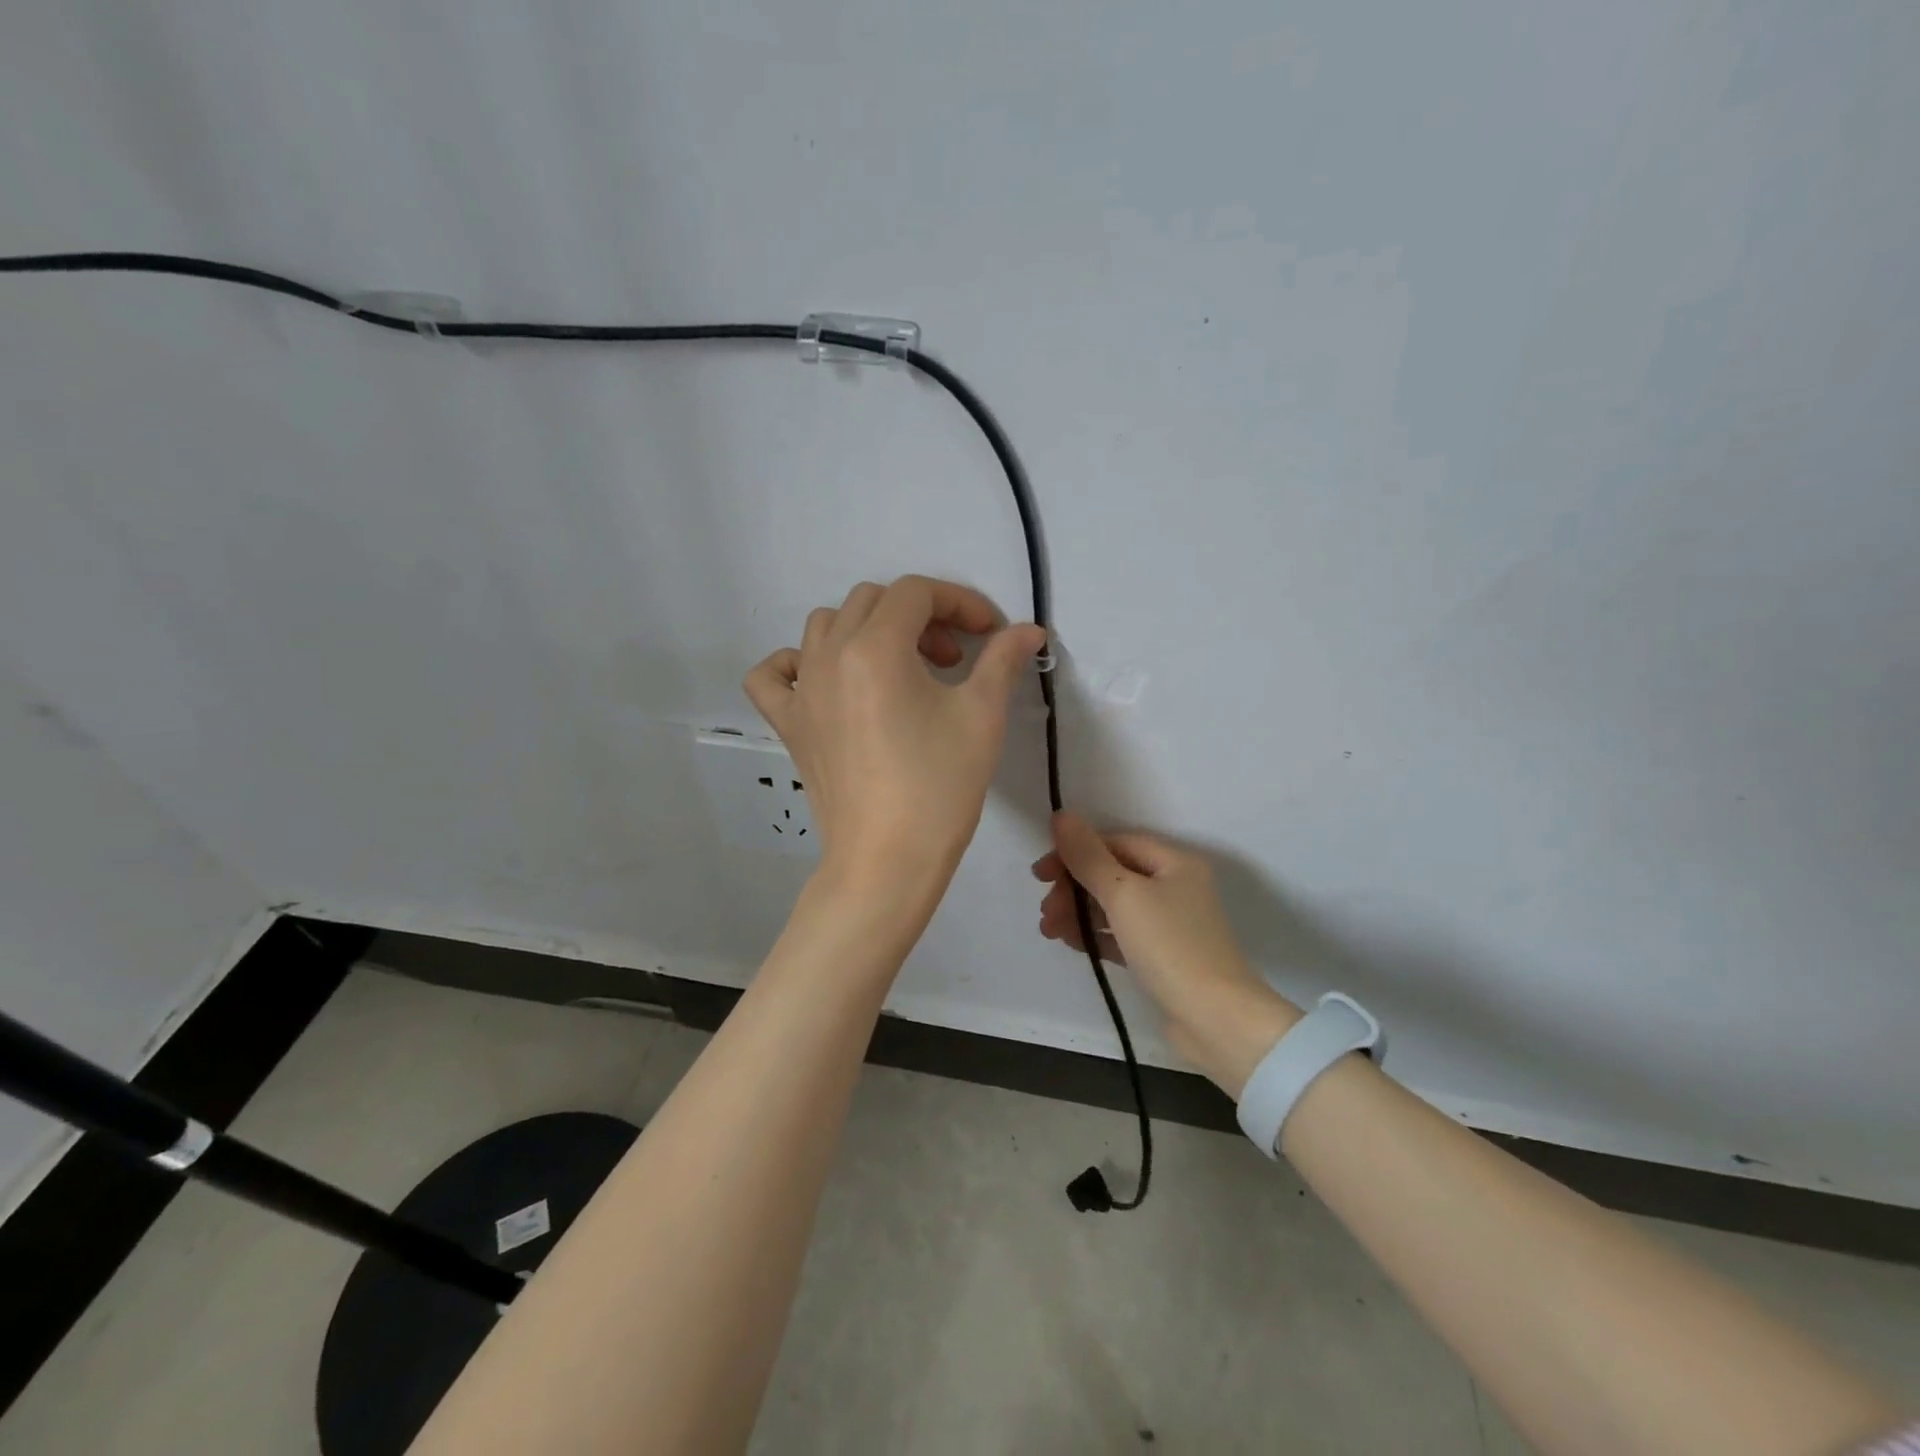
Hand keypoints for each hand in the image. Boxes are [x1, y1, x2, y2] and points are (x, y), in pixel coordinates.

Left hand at [745, 576, 1045, 893]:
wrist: (888, 860)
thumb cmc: (939, 787)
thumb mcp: (982, 715)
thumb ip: (1002, 659)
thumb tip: (1028, 630)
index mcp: (875, 647)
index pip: (916, 592)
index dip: (960, 602)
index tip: (989, 634)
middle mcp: (829, 655)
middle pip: (873, 601)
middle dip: (921, 616)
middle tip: (953, 659)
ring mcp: (801, 689)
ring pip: (826, 625)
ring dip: (869, 630)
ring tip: (901, 669)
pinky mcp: (788, 724)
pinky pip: (774, 675)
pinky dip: (796, 664)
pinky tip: (826, 681)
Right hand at [1034, 812, 1301, 1097]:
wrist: (1215, 1020)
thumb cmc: (1170, 946)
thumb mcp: (1123, 894)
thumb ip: (1088, 856)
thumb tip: (1061, 816)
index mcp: (1174, 862)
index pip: (1114, 843)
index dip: (1075, 853)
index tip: (1040, 874)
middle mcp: (1175, 886)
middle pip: (1112, 874)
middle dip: (1073, 888)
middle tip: (1045, 911)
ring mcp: (1170, 924)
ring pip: (1113, 906)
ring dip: (1078, 912)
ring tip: (1049, 930)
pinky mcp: (1163, 956)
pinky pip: (1121, 934)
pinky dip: (1095, 934)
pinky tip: (1071, 942)